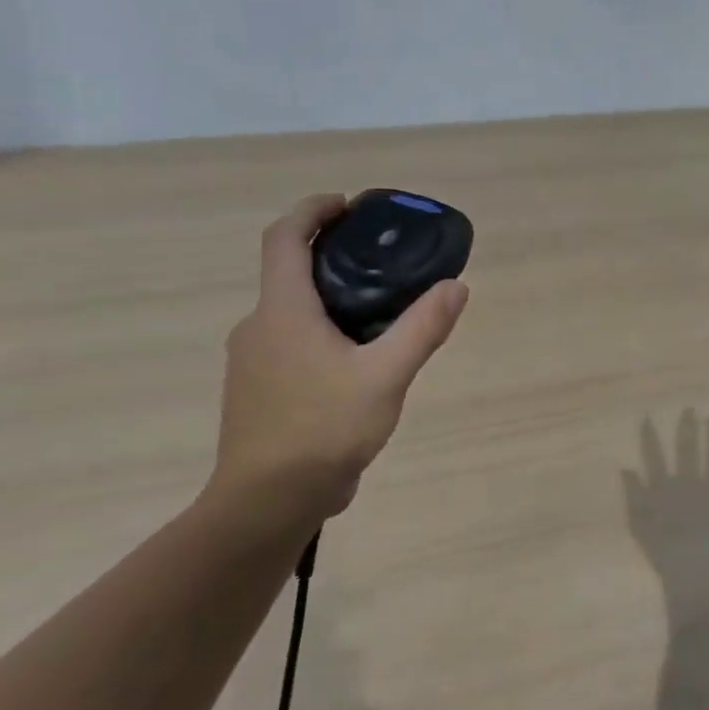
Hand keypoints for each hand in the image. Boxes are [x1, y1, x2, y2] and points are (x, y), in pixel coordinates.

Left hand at [203, 194, 468, 538]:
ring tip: (381, 311)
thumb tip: (456, 286)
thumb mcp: (386, 377)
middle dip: (332, 255)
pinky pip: (291, 343)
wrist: (267, 504)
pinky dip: (322, 332)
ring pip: (292, 311)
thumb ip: (422, 328)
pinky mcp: (258, 390)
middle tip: (383, 260)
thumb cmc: (322, 430)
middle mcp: (259, 327)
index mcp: (282, 311)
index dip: (313, 210)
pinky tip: (357, 361)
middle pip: (289, 272)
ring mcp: (253, 361)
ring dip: (329, 297)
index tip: (349, 205)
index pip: (284, 238)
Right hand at [621, 411, 708, 600]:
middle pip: (689, 452)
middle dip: (688, 430)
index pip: (656, 459)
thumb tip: (627, 468)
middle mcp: (692, 488)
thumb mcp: (642, 530)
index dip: (651, 438)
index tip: (649, 418)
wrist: (700, 588)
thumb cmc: (667, 562)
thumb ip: (634, 498)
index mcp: (667, 493)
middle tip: (690, 409)